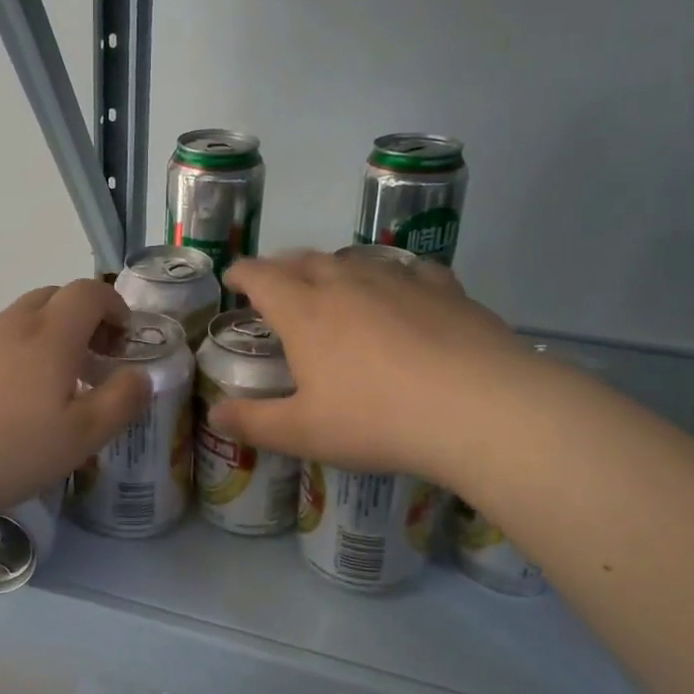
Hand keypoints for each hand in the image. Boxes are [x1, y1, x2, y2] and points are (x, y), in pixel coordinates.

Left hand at [0, 279, 151, 526]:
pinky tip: (2, 404)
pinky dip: (11, 357)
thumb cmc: (6, 452)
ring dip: (44, 339)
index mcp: (49, 336)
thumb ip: (120, 403)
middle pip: (52, 298)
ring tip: (48, 390)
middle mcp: (10, 326)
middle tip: (91, 361)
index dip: (114, 305)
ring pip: (18, 322)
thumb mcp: (79, 438)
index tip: (123, 338)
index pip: (88, 293)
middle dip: (81, 319)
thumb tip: (141, 376)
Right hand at [210, 251, 529, 479]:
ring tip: (330, 284)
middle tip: (275, 283)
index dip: (241, 274)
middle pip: (304, 261)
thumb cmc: (377, 420)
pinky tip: (399, 289)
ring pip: (353, 261)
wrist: (480, 408)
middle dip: (282, 267)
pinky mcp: (444, 289)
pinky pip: (407, 270)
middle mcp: (346, 284)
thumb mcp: (304, 432)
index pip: (261, 277)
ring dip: (332, 268)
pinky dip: (390, 274)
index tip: (232, 279)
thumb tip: (213, 415)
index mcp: (305, 312)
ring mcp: (398, 281)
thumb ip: (253, 422)